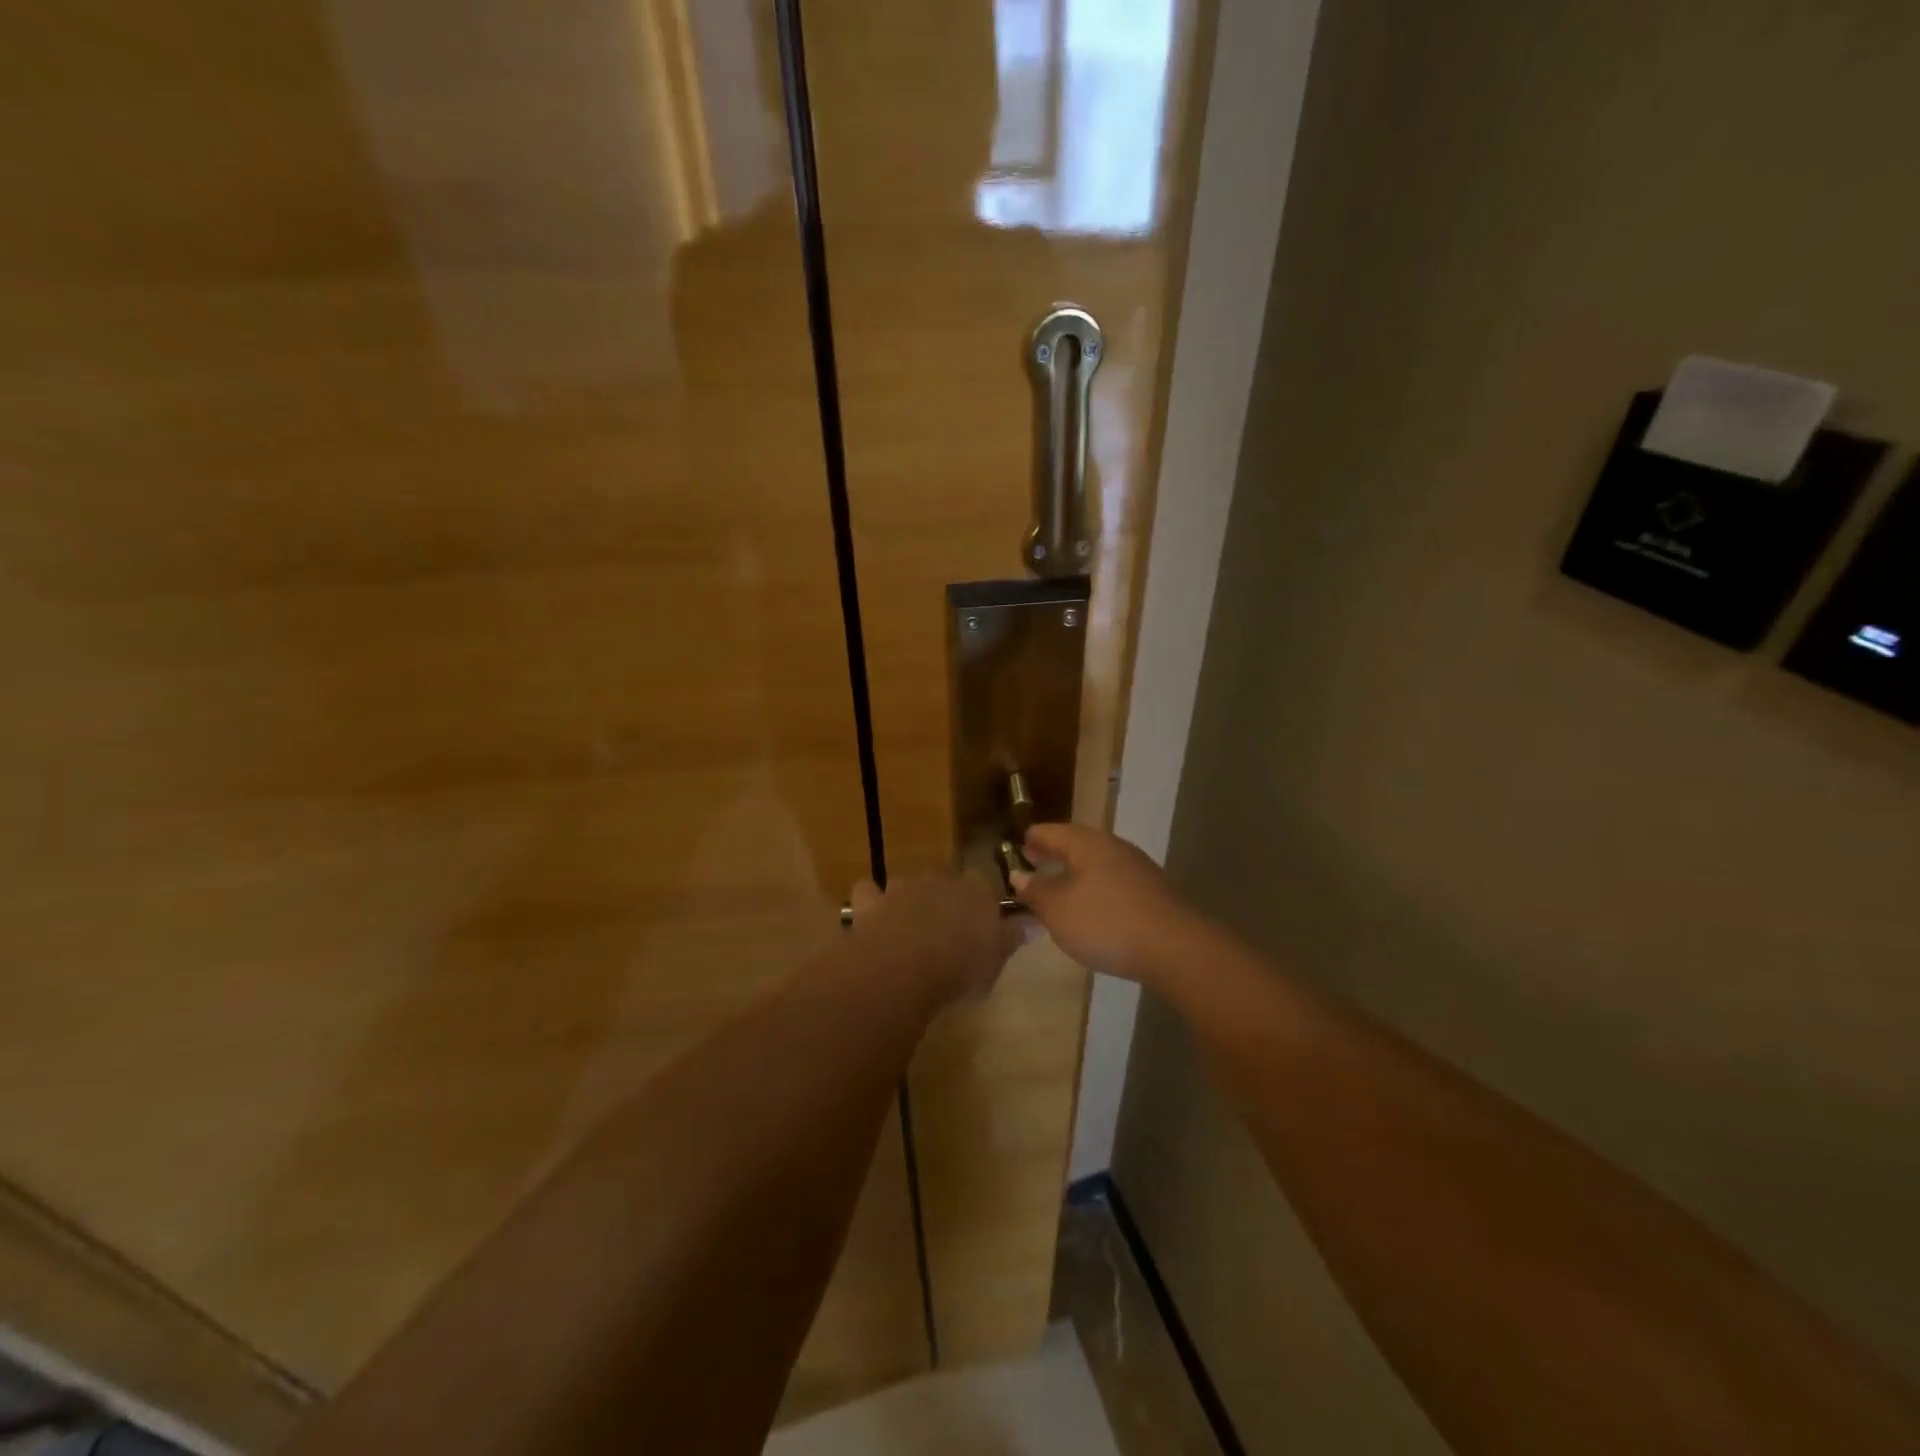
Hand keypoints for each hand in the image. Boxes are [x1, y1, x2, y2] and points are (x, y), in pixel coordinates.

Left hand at [848, 872, 1023, 1006]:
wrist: (904, 965)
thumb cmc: (961, 965)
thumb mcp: (996, 959)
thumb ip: (1011, 938)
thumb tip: (1030, 924)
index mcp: (976, 889)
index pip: (984, 882)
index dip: (981, 900)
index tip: (982, 921)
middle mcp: (939, 879)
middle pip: (945, 880)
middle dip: (944, 897)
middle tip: (946, 928)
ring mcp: (902, 887)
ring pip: (908, 884)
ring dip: (908, 900)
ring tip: (909, 928)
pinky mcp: (871, 901)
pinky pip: (869, 894)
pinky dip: (871, 903)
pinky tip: (873, 921)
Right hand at [1010, 824, 1198, 982]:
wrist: (1176, 948)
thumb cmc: (1106, 923)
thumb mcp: (1058, 911)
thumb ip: (1036, 891)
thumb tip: (1019, 874)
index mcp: (1086, 843)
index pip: (1049, 832)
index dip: (1030, 840)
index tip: (1016, 849)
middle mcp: (1112, 847)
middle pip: (1076, 843)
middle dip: (1054, 854)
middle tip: (1034, 865)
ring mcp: (1137, 868)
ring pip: (1097, 862)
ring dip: (1075, 872)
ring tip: (1059, 889)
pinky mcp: (1152, 891)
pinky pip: (1113, 881)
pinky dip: (1095, 888)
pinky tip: (1092, 908)